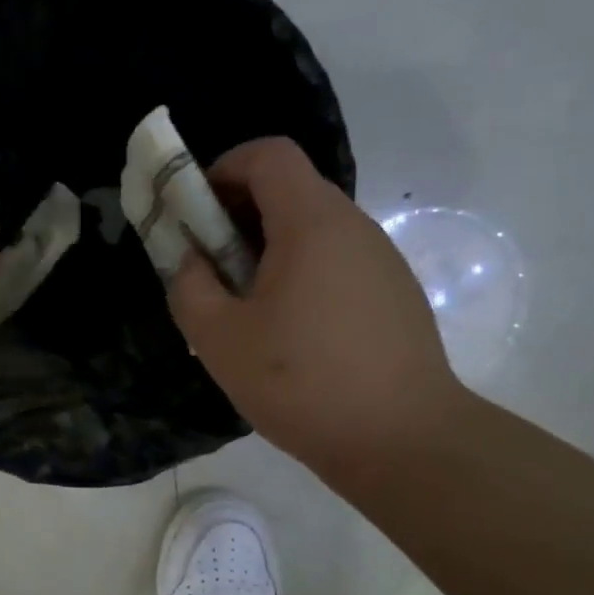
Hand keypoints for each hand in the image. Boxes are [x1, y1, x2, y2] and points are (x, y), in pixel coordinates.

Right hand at [169, 138, 466, 480]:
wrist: (404, 440)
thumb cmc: (301, 382)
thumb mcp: (219, 339)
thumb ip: (189, 287)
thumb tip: (194, 262)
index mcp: (311, 223)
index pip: (268, 154)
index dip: (223, 169)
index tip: (197, 214)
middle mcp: (353, 227)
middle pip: (290, 190)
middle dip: (239, 215)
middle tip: (211, 268)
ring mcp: (382, 261)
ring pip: (314, 230)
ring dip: (270, 250)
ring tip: (248, 308)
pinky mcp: (395, 294)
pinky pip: (337, 263)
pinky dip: (302, 275)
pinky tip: (291, 334)